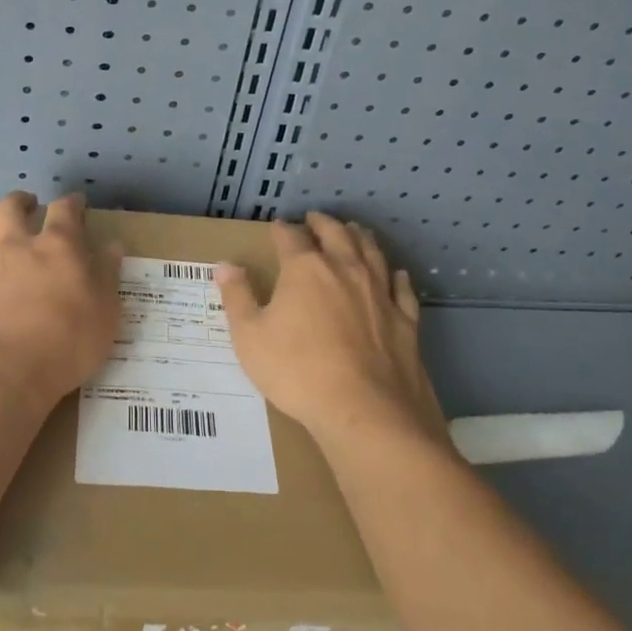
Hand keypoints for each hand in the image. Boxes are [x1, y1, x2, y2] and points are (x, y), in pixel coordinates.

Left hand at [0, 191, 122, 409]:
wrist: (6, 375)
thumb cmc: (68, 340)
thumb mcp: (106, 310)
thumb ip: (107, 274)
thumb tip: (111, 246)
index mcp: (57, 246)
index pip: (65, 208)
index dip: (72, 202)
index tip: (78, 204)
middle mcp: (17, 250)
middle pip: (9, 208)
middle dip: (20, 202)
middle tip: (29, 207)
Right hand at [215, 213, 446, 450]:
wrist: (366, 412)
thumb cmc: (297, 372)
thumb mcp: (250, 337)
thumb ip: (237, 297)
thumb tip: (225, 265)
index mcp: (305, 269)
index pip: (291, 237)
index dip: (281, 229)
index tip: (276, 227)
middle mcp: (345, 269)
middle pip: (336, 234)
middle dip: (323, 223)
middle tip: (315, 218)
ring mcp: (380, 293)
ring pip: (372, 251)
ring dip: (360, 236)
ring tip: (354, 230)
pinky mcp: (405, 319)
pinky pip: (402, 288)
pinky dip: (396, 276)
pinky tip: (396, 274)